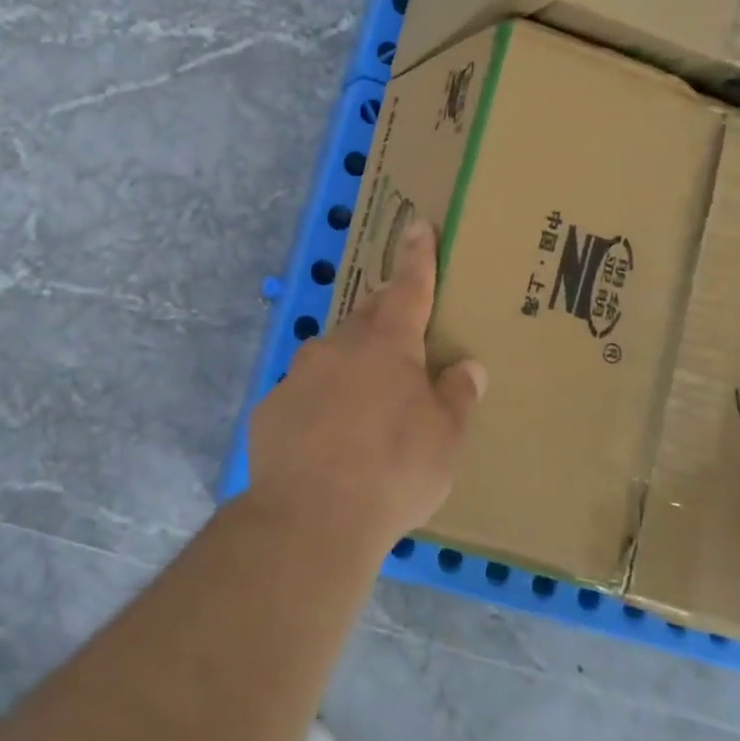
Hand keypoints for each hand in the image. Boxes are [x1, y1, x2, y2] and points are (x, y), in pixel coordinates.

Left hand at [246, 219, 485, 552]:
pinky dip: (320, 403)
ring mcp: (299, 371)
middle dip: (384, 316)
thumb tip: (468, 366)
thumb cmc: (393, 470)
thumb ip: (457, 396)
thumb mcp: (445, 439)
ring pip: (331, 355)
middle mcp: (338, 345)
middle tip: (400, 335)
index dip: (416, 255)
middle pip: (367, 317)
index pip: (408, 286)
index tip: (416, 224)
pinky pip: (304, 392)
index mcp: (386, 343)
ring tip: (365, 407)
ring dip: (351, 367)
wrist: (312, 516)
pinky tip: (327, 440)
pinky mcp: (271, 404)